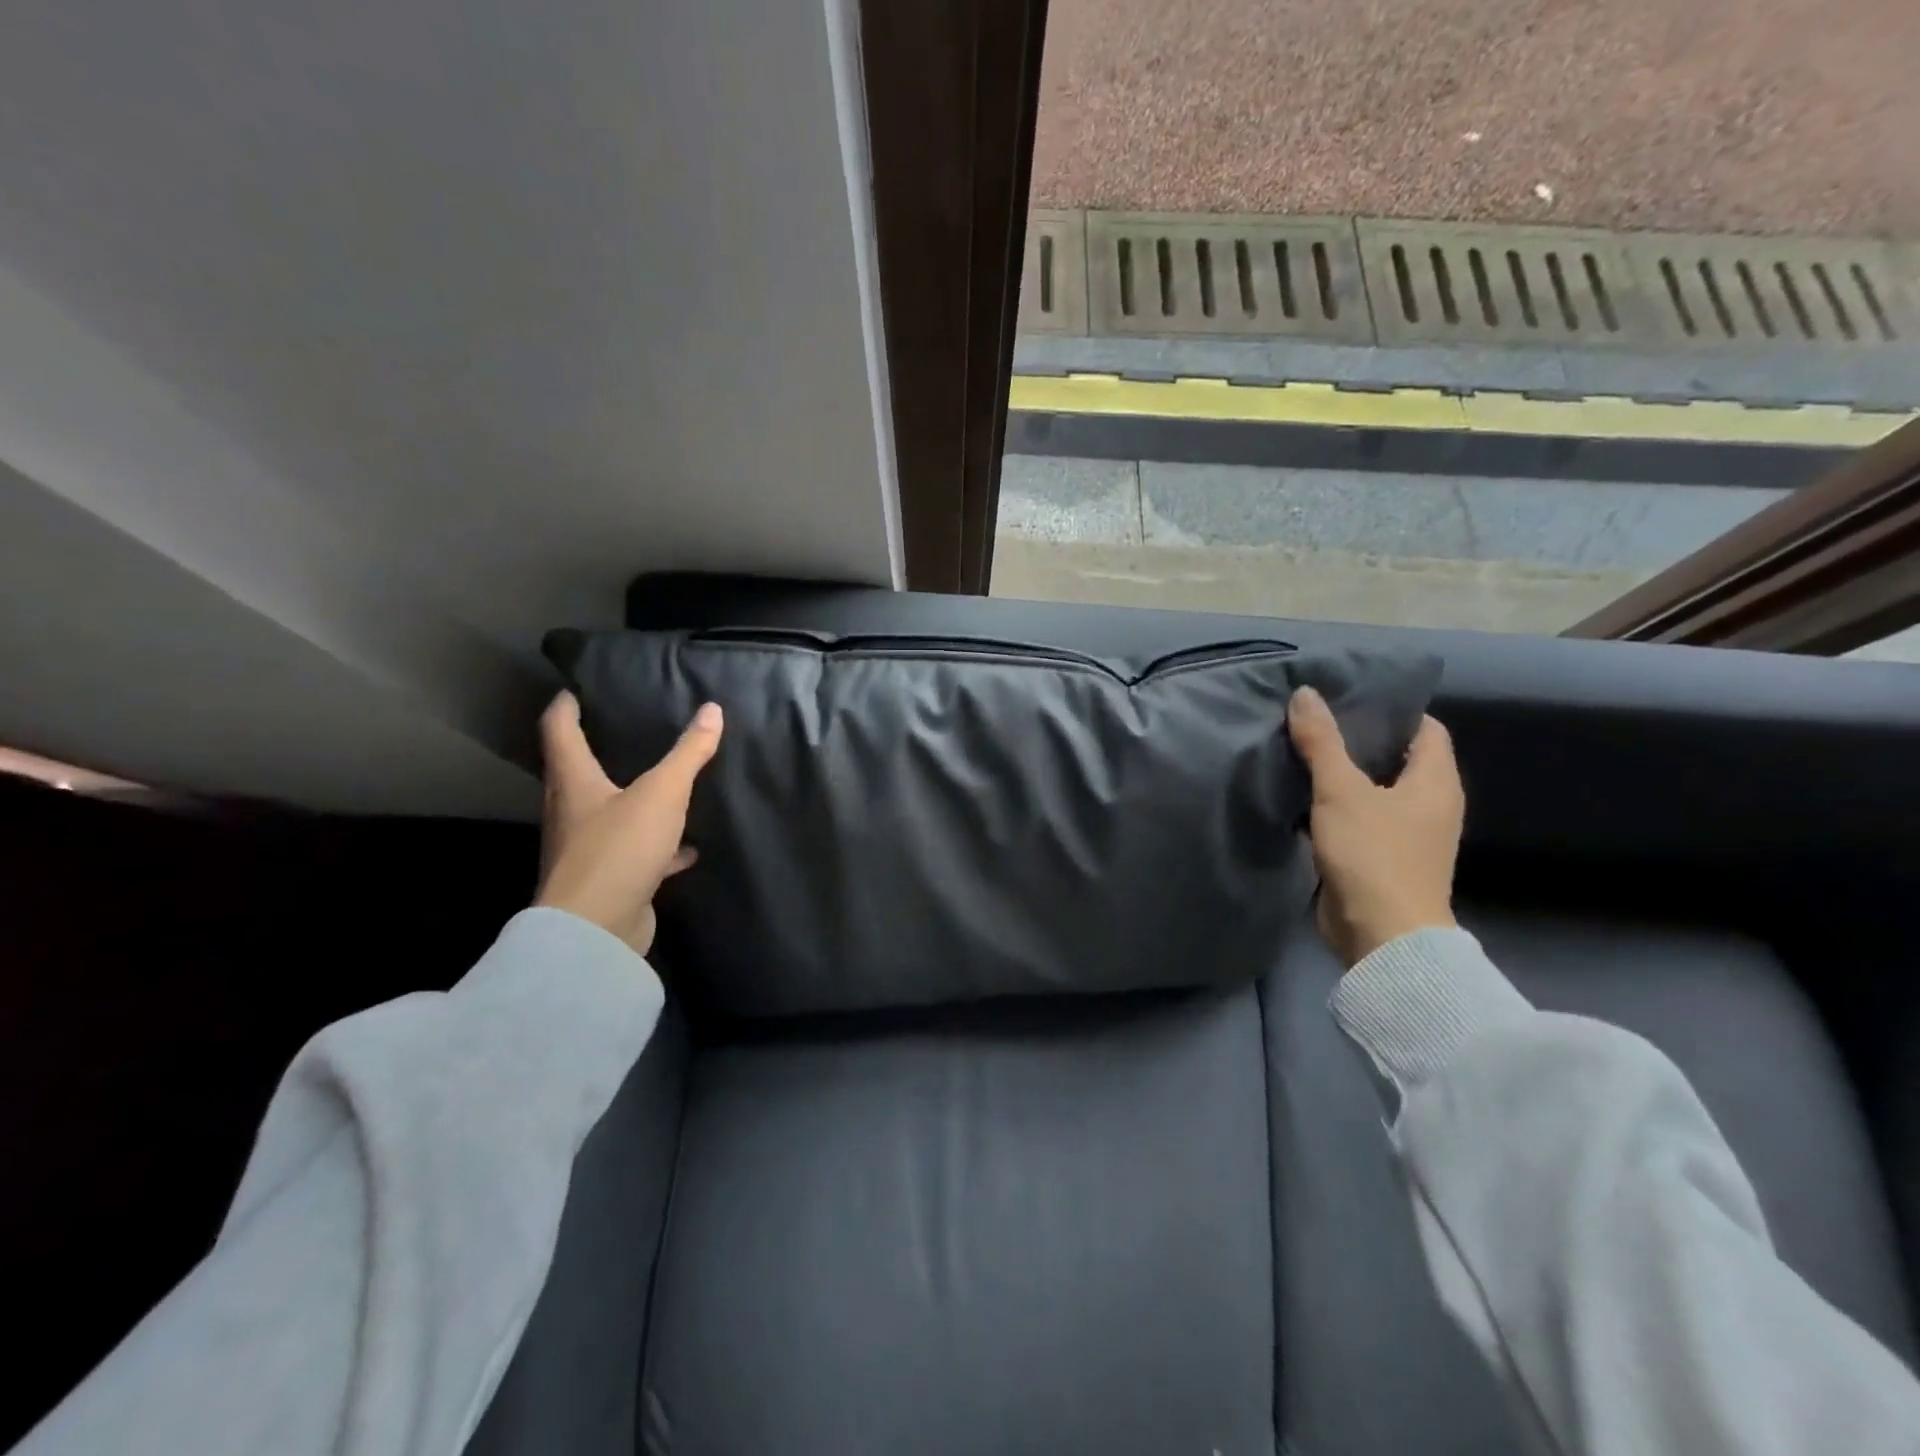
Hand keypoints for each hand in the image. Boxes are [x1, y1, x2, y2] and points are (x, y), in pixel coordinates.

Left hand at [535, 692, 723, 954]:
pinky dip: (659, 846)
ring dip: (630, 798)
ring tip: (660, 782)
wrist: (597, 930)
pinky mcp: (609, 879)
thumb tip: (712, 709)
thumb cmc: (620, 848)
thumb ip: (688, 753)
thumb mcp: (663, 793)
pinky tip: (687, 847)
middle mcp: (571, 812)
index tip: (575, 689)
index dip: (566, 707)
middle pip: (577, 772)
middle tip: (625, 729)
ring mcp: (586, 849)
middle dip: (597, 750)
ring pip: (607, 813)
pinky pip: (634, 851)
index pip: (559, 731)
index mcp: (574, 783)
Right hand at [1287, 685, 1463, 967]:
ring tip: (1303, 751)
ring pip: (1375, 790)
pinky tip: (1304, 796)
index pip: (1425, 728)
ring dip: (1344, 774)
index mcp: (1436, 782)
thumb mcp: (1342, 791)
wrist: (1381, 935)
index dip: (1392, 709)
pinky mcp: (1382, 859)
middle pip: (1397, 758)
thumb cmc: (1373, 854)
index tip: (1348, 697)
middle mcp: (1430, 805)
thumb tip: (1305, 694)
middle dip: (1359, 739)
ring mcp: (1408, 835)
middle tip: (1315, 720)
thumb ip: (1322, 742)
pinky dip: (1336, 806)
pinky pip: (1360, 819)